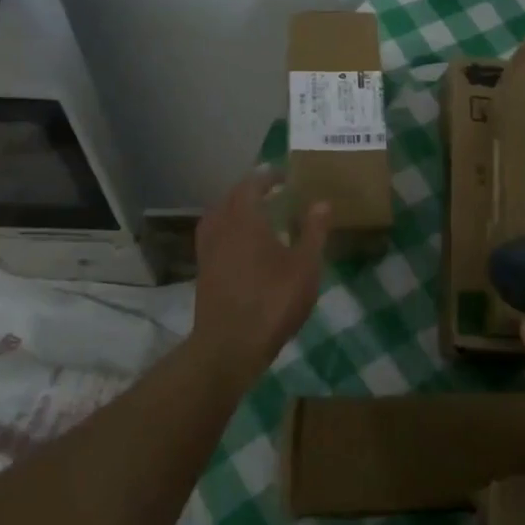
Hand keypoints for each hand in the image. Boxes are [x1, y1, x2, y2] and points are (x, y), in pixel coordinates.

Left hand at [192, 169, 330, 387]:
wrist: (228, 347)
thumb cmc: (272, 301)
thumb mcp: (304, 266)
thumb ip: (313, 232)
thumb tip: (321, 202)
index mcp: (244, 217)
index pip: (252, 184)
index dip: (268, 177)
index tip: (284, 176)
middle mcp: (221, 226)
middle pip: (232, 198)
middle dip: (251, 191)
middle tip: (274, 193)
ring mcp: (207, 250)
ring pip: (219, 217)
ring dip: (236, 210)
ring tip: (257, 216)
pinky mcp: (203, 271)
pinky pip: (214, 237)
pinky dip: (228, 230)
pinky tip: (244, 246)